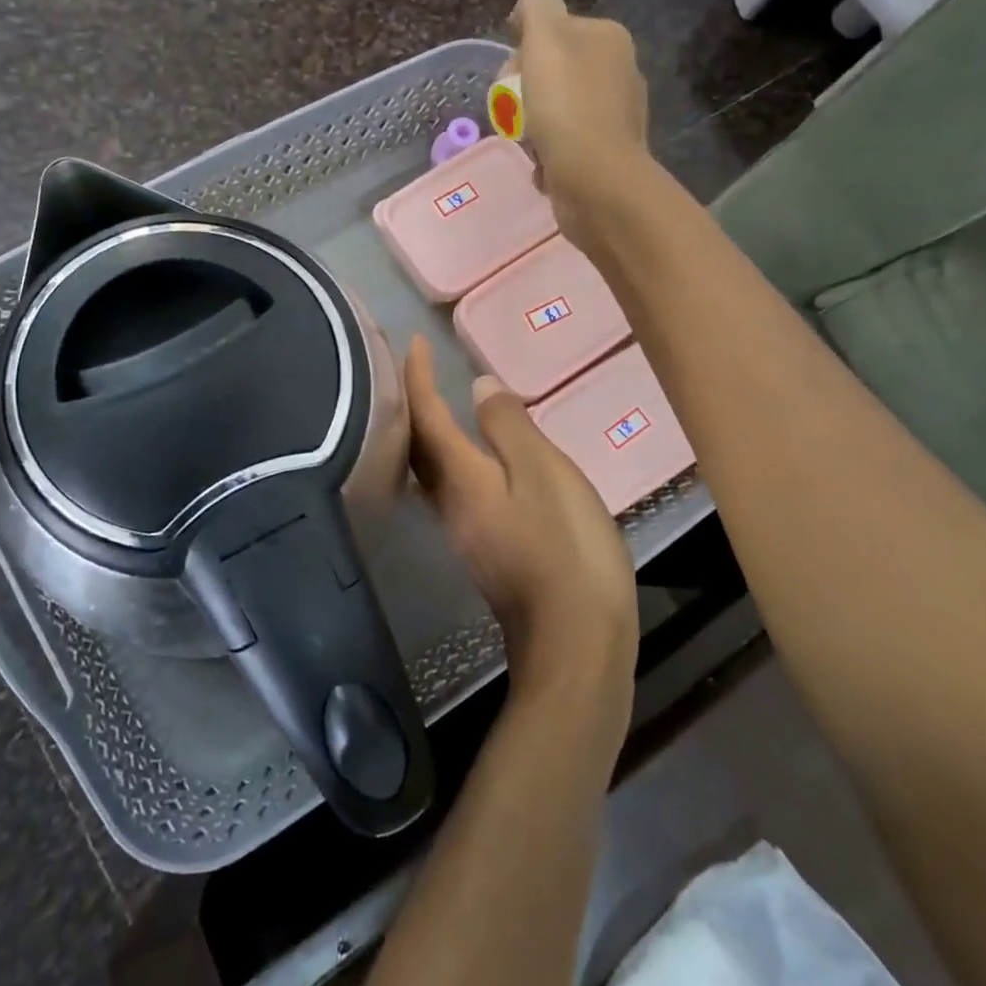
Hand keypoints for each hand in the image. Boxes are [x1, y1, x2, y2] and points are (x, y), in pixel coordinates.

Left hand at [404, 336, 636, 712]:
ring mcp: (464, 531)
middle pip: (417, 446)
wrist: (575, 642)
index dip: (416, 377)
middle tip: (416, 370)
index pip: (425, 417)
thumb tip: (476, 387)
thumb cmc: (565, 548)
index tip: (413, 343)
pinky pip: (453, 490)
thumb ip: (509, 428)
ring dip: (427, 434)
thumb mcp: (545, 474)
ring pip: (431, 471)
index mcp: (460, 478)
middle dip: (411, 404)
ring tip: (437, 404)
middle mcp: (449, 503)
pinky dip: (452, 461)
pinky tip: (475, 458)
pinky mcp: (484, 549)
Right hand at [507, 0, 650, 252]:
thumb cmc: (566, 107)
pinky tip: (542, 167)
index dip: (522, 54)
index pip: (551, 32)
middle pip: (551, 73)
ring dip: (533, 129)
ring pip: (555, 112)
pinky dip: (548, 157)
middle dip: (524, 94)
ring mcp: (615, 116)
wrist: (596, 181)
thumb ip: (535, 8)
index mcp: (608, 38)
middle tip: (516, 116)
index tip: (511, 79)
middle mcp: (618, 71)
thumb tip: (527, 10)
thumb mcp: (545, 39)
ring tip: (528, 145)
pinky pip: (565, 147)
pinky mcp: (607, 154)